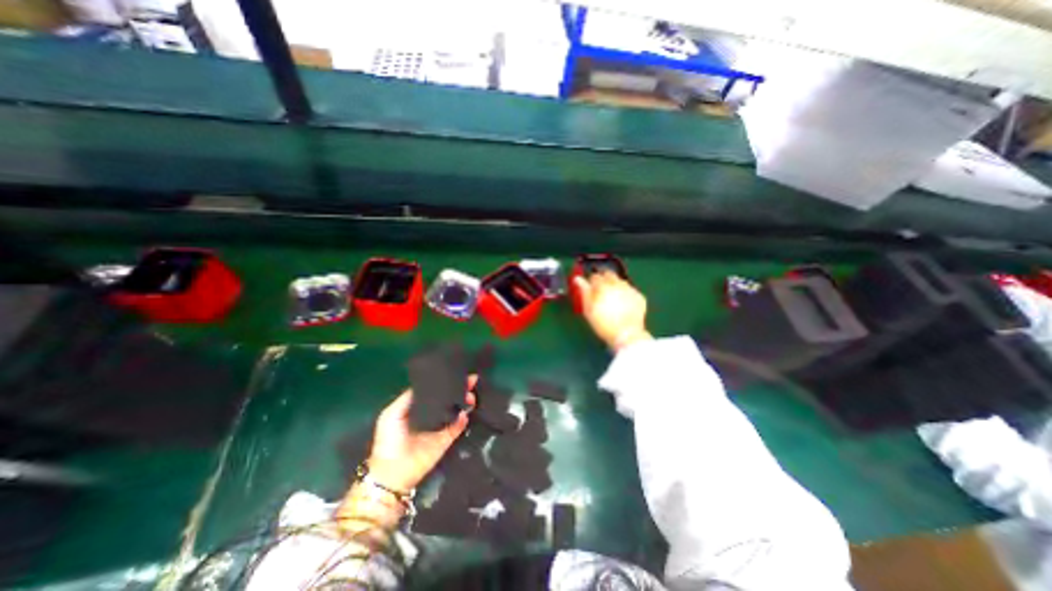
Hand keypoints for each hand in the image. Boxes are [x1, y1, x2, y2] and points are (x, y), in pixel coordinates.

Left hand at [365, 377, 475, 492]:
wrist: (392, 472)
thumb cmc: (389, 440)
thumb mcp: (391, 414)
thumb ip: (407, 398)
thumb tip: (427, 384)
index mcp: (420, 406)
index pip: (435, 390)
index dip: (445, 381)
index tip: (456, 371)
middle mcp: (433, 413)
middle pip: (449, 397)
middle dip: (460, 388)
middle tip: (471, 380)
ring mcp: (441, 426)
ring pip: (457, 409)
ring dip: (465, 401)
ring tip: (471, 395)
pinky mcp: (447, 439)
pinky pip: (458, 426)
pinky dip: (463, 419)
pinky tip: (465, 413)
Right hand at [574, 269, 650, 353]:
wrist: (627, 335)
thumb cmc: (604, 324)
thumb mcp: (589, 310)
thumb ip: (584, 292)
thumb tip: (578, 280)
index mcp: (602, 286)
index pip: (595, 277)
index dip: (591, 283)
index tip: (591, 290)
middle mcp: (617, 284)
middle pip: (609, 274)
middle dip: (604, 279)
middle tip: (602, 291)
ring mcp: (630, 289)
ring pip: (620, 281)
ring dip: (615, 286)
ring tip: (613, 299)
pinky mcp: (639, 296)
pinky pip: (630, 290)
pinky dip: (626, 294)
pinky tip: (624, 304)